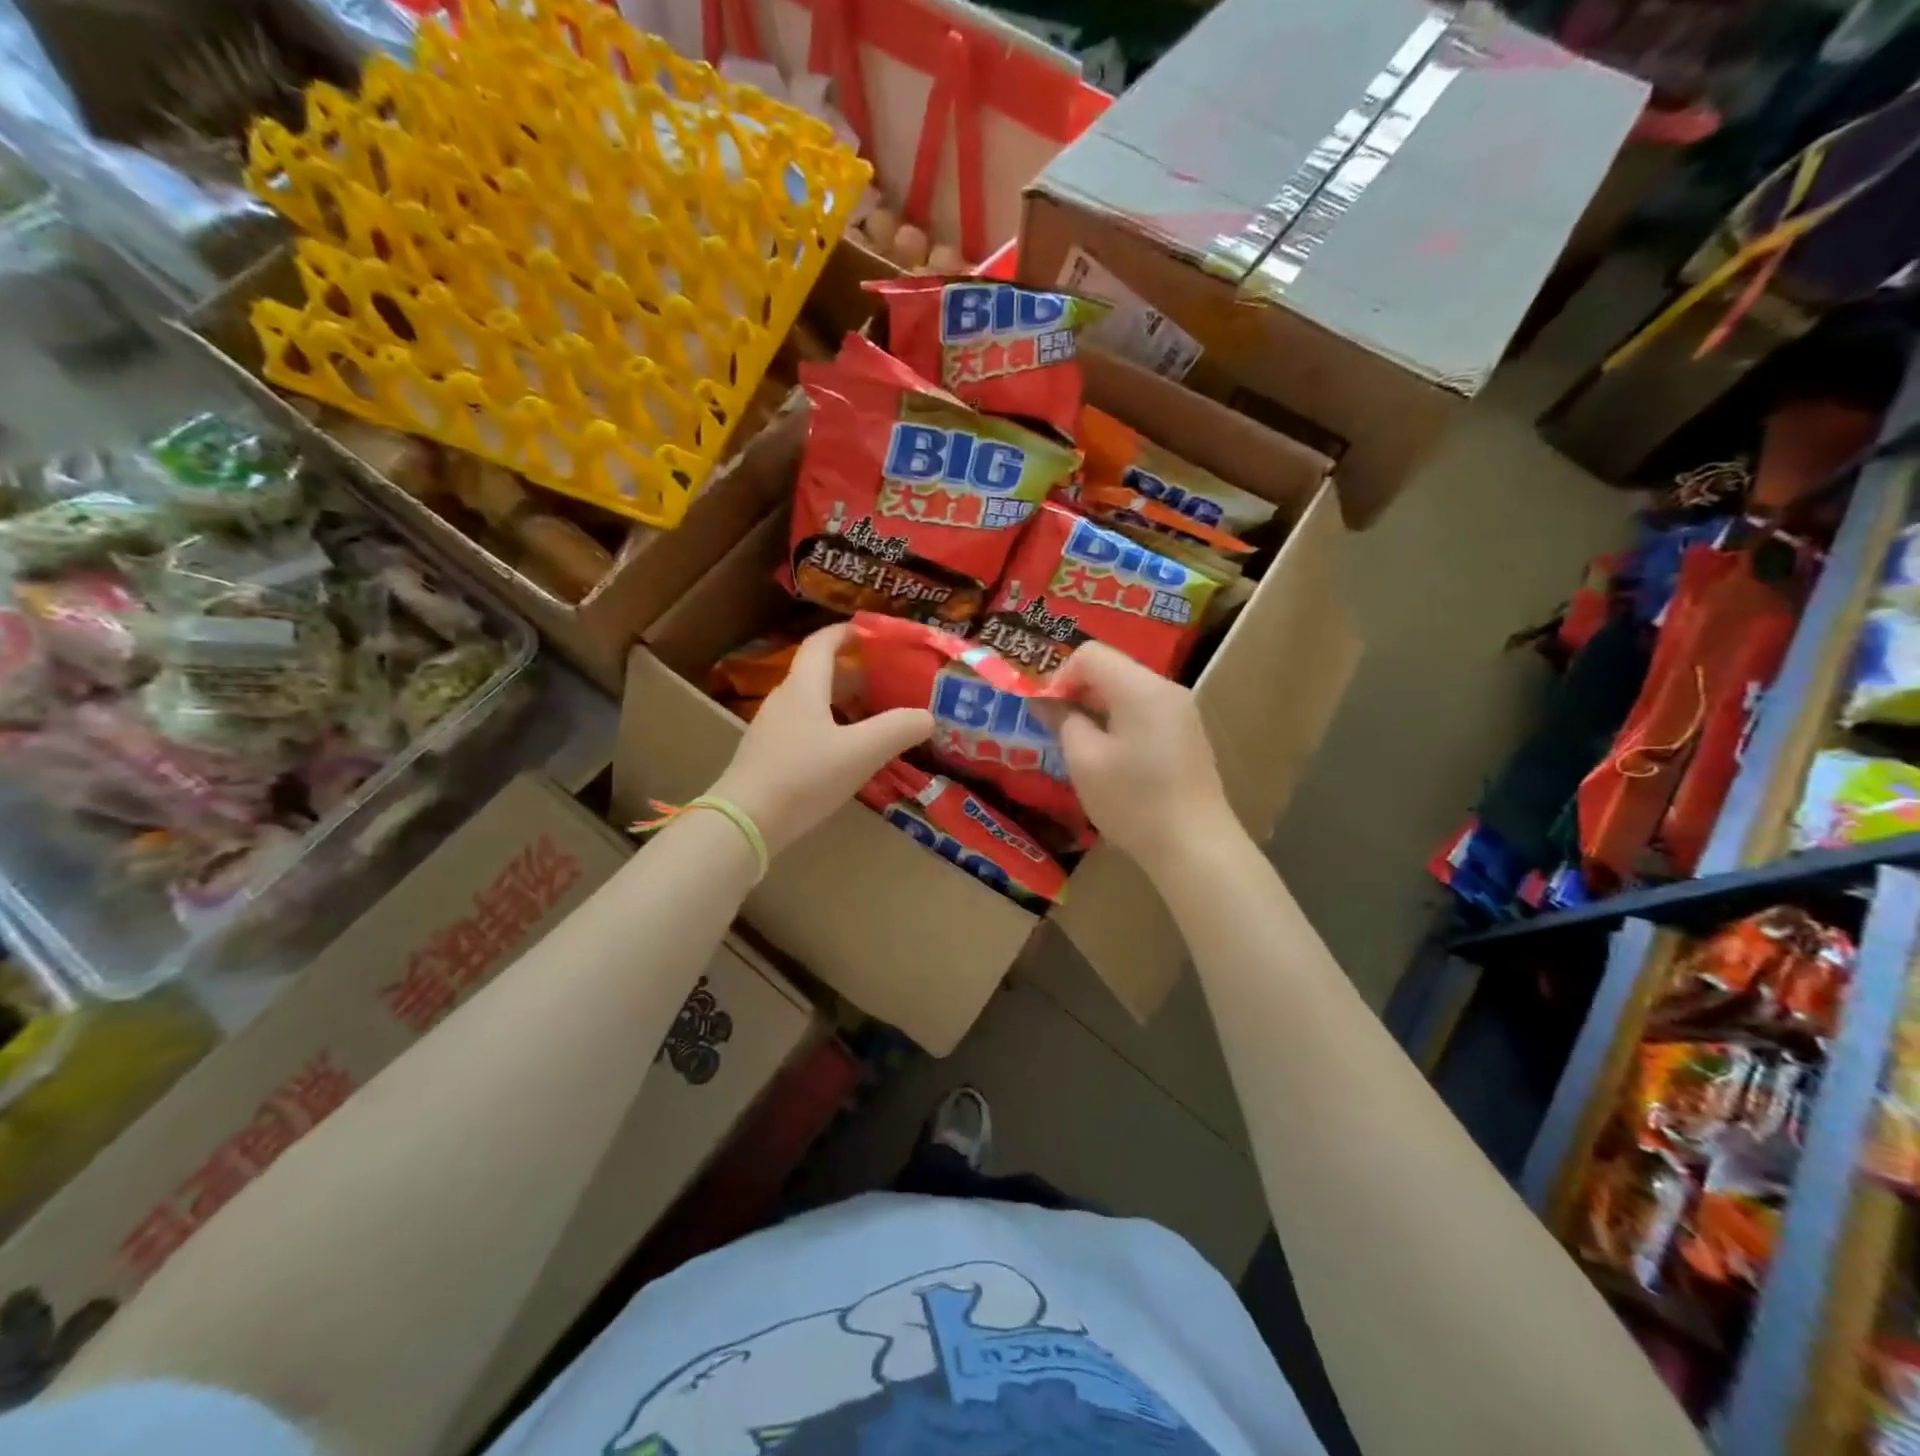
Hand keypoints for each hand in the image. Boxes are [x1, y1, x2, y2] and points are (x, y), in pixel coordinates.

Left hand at [709, 622, 932, 855]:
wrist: (745, 823)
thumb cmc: (804, 777)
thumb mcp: (860, 753)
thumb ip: (897, 729)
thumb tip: (927, 716)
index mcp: (803, 687)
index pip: (822, 643)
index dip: (846, 632)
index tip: (871, 631)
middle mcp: (784, 700)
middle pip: (818, 673)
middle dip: (852, 671)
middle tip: (886, 678)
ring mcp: (772, 729)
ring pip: (811, 702)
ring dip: (841, 701)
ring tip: (873, 713)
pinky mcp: (768, 756)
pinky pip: (804, 727)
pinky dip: (829, 726)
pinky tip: (846, 751)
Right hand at [1040, 642, 1237, 873]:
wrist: (1195, 846)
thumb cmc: (1134, 801)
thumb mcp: (1085, 761)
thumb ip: (1062, 720)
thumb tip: (1044, 701)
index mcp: (1140, 687)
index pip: (1090, 654)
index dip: (1059, 677)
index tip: (1047, 713)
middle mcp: (1165, 689)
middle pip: (1111, 669)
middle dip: (1077, 692)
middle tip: (1055, 729)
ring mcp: (1181, 712)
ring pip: (1127, 691)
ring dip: (1096, 709)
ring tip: (1079, 746)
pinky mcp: (1187, 734)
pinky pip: (1144, 711)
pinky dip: (1119, 722)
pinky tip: (1110, 758)